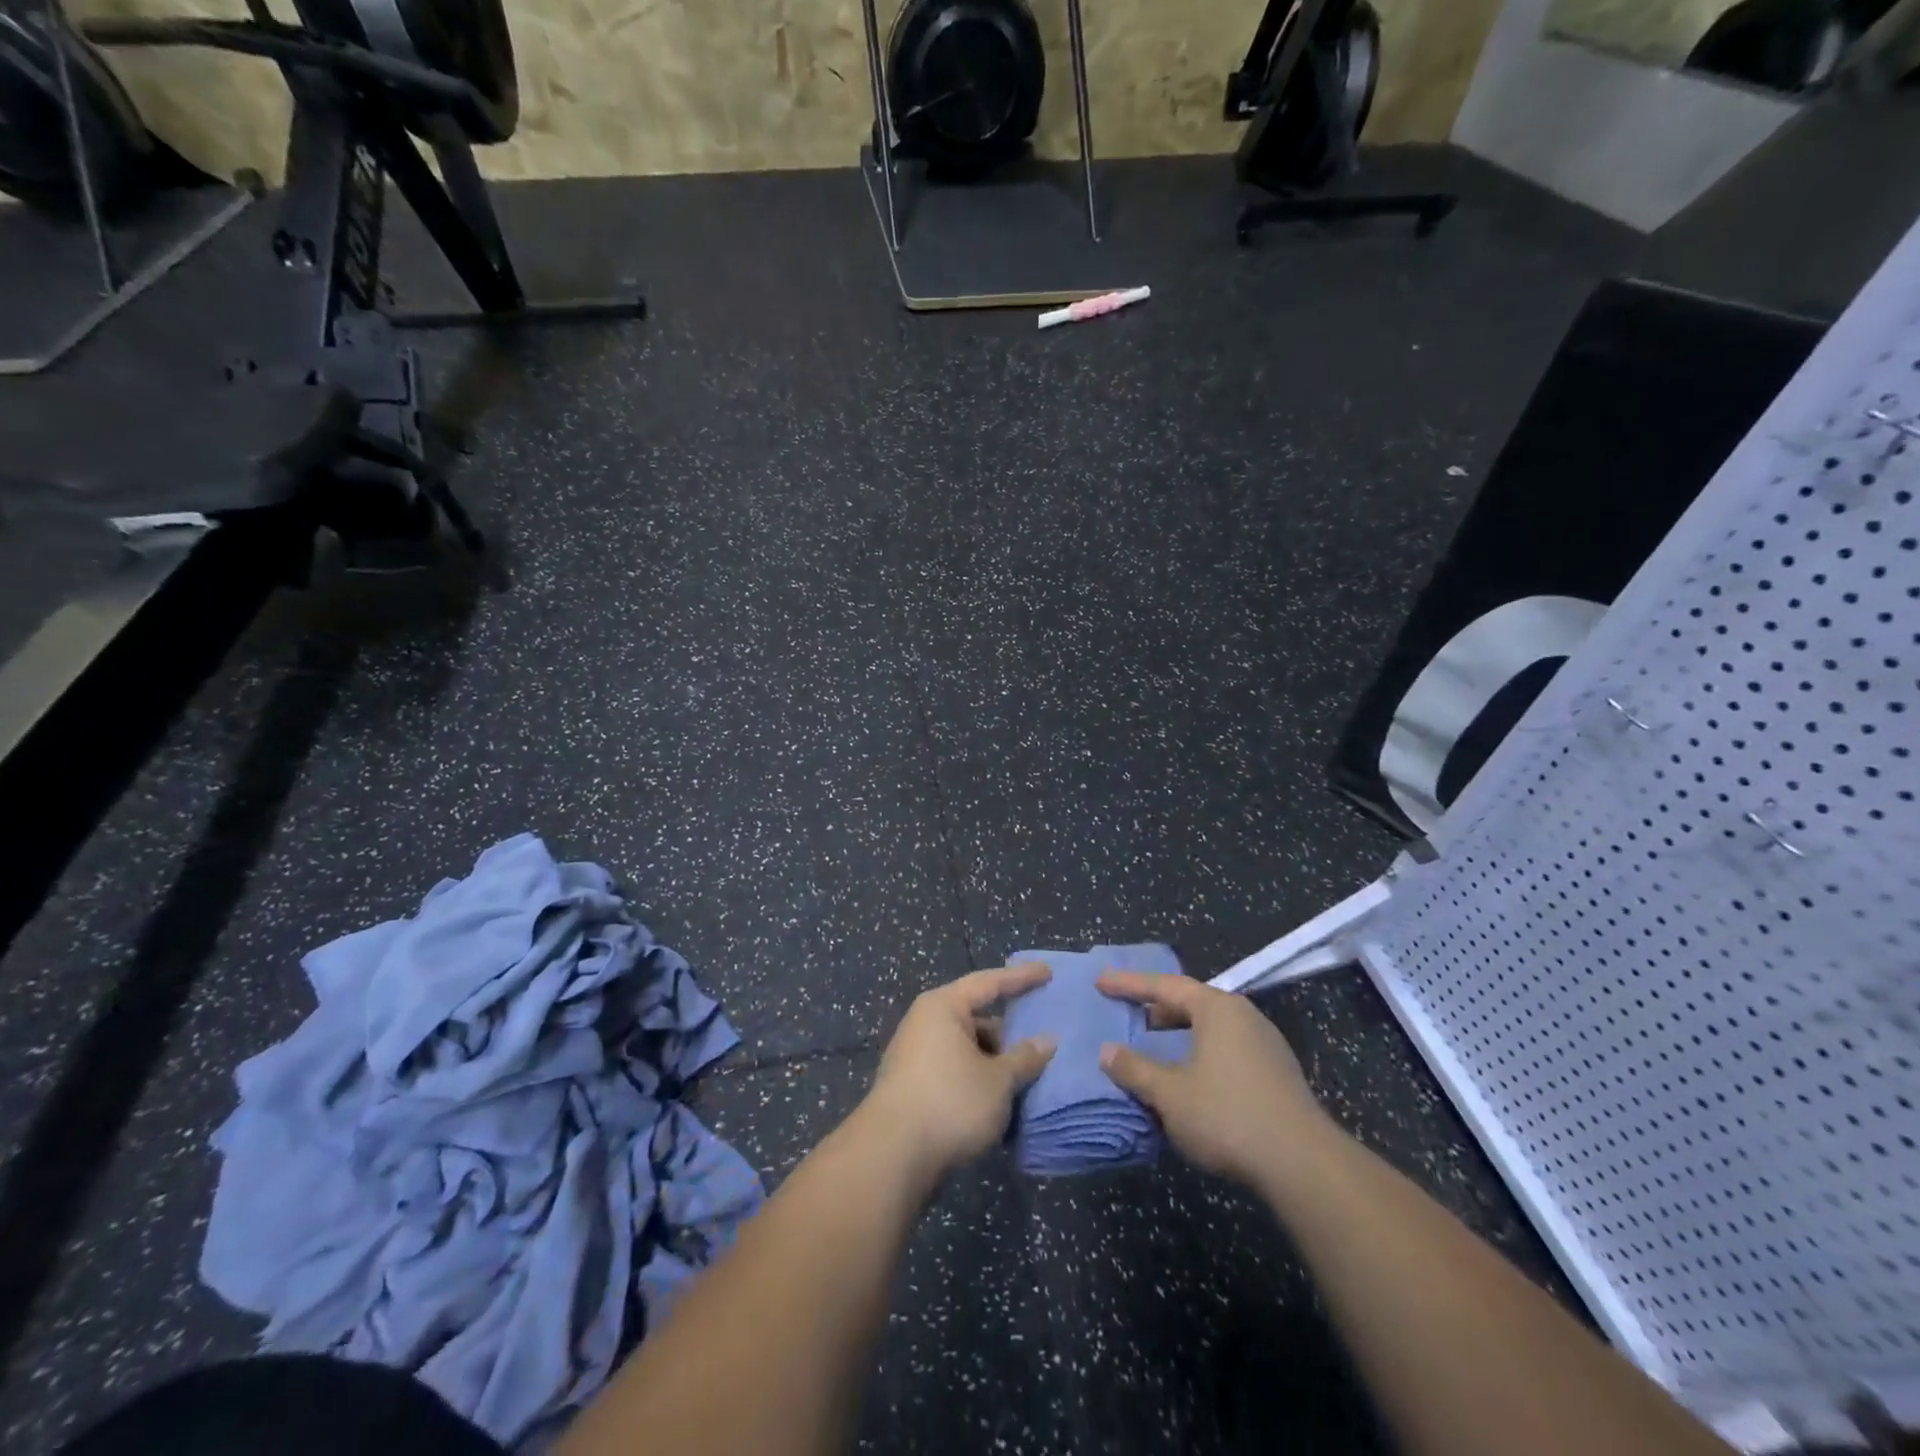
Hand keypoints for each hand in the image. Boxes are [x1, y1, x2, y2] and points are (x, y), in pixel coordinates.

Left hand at [859, 963, 1057, 1186]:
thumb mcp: (998, 1080)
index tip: (1048, 973)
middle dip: (1009, 1032)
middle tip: (1041, 1042)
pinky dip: (978, 1079)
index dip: (1021, 978)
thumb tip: (1048, 1039)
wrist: (891, 1155)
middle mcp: (926, 1022)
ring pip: (967, 1048)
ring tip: (1027, 1079)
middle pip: (977, 1017)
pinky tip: (999, 1101)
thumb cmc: (950, 1102)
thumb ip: (1025, 1057)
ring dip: (995, 1062)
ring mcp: (915, 1055)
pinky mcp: (913, 1085)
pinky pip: (955, 1071)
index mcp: (944, 1006)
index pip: (989, 983)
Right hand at [1096, 971, 1336, 1191]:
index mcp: (1217, 1008)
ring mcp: (1265, 1043)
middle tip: (1129, 1015)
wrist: (1303, 1164)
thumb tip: (1106, 1052)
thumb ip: (1135, 1069)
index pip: (1165, 986)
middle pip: (1192, 1002)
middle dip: (1157, 1009)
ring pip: (1211, 1027)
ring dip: (1180, 1033)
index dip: (1130, 984)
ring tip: (1155, 1047)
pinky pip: (1227, 1048)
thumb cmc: (1227, 1115)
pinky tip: (1191, 1077)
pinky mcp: (1277, 1073)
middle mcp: (1243, 1016)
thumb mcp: (1170, 1094)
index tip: (1101, 982)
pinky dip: (1200, 1052)